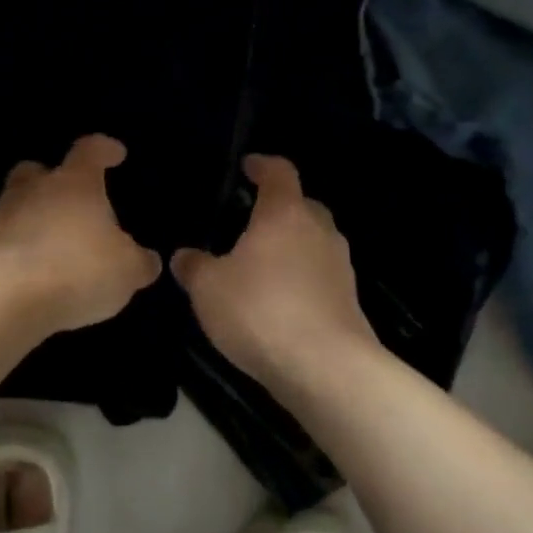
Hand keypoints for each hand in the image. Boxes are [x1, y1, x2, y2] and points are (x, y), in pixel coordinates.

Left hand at [0, 134, 161, 331]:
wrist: (4, 297)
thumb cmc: (78, 270)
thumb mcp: (126, 271)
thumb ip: (138, 262)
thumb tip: (146, 260)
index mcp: (75, 183)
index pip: (90, 151)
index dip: (104, 150)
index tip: (115, 154)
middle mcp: (34, 189)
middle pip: (38, 171)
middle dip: (51, 181)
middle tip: (68, 201)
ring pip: (14, 203)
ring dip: (29, 217)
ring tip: (47, 245)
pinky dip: (12, 248)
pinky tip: (26, 272)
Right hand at [171, 154, 379, 386]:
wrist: (325, 367)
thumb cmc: (261, 311)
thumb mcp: (209, 289)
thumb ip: (194, 267)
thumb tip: (184, 256)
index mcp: (285, 214)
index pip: (280, 172)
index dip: (263, 165)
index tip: (248, 166)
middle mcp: (319, 231)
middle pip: (303, 205)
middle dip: (280, 208)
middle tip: (251, 220)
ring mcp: (339, 265)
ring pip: (314, 241)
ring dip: (292, 245)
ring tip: (263, 263)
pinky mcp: (348, 299)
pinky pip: (320, 274)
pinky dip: (302, 276)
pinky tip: (280, 299)